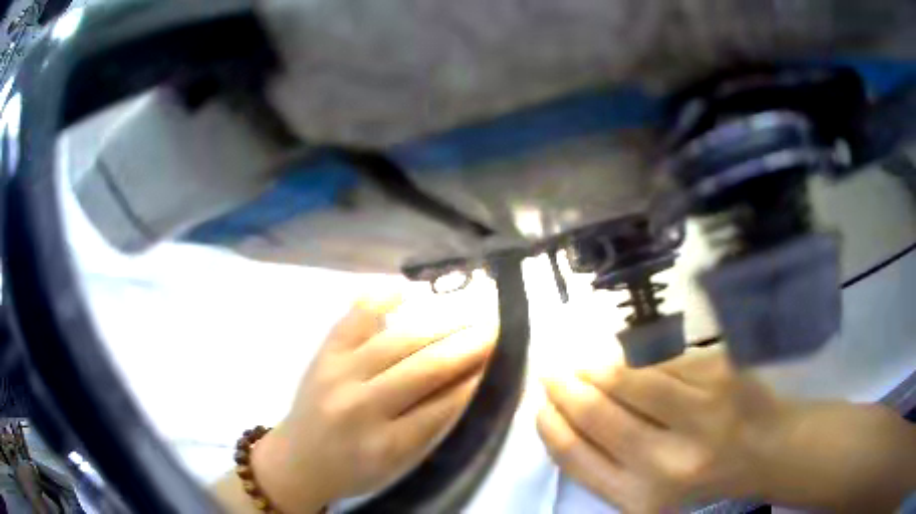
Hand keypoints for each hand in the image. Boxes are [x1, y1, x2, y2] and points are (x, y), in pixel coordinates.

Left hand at [252, 295, 496, 513]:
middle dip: (468, 345)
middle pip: (424, 368)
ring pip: (397, 341)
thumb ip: (432, 426)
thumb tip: (469, 382)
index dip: (477, 379)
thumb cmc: (354, 470)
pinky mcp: (322, 354)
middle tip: (497, 327)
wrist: (297, 460)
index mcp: (384, 444)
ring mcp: (336, 374)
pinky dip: (380, 299)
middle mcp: (360, 406)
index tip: (503, 357)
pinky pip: (353, 319)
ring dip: (441, 324)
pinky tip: (406, 289)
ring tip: (470, 312)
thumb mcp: (398, 463)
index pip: (443, 406)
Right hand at [538, 347, 915, 512]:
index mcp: (643, 498)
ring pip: (631, 380)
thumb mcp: (649, 495)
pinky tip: (625, 357)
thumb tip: (569, 417)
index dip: (553, 427)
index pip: (579, 458)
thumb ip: (609, 464)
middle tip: (553, 373)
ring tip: (583, 362)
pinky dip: (638, 358)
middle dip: (568, 389)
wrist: (767, 452)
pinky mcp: (721, 376)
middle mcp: (670, 461)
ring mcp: (701, 414)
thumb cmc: (703, 479)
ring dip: (598, 367)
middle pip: (601, 415)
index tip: (540, 406)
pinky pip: (665, 361)